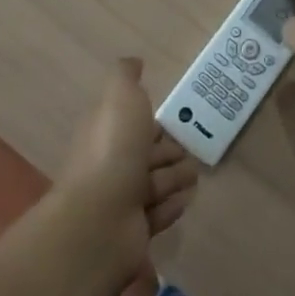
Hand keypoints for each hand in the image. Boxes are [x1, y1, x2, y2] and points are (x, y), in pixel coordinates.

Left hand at [56, 58, 199, 273]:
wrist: (100, 220)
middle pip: (144, 154)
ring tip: (195, 175)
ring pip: (154, 183)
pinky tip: (186, 200)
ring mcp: (120, 201)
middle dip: (168, 150)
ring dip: (175, 177)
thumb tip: (135, 63)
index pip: (131, 123)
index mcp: (105, 130)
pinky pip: (158, 214)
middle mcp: (110, 164)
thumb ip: (126, 75)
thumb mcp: (121, 96)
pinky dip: (172, 206)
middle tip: (193, 150)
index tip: (175, 120)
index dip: (152, 121)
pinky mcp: (134, 232)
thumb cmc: (113, 150)